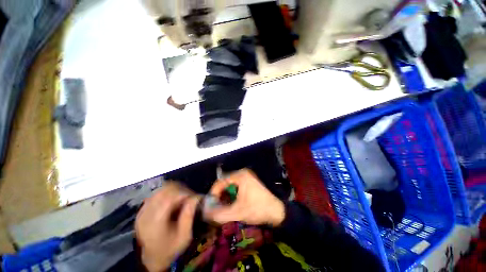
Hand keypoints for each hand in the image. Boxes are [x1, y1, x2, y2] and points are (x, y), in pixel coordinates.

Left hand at [135, 183, 199, 271]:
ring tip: (182, 196)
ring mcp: (142, 211)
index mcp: (155, 223)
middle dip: (180, 190)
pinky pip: (157, 193)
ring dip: (174, 189)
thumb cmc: (171, 248)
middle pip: (164, 191)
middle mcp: (145, 214)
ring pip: (160, 189)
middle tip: (189, 196)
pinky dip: (168, 192)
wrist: (153, 257)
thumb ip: (189, 216)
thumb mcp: (184, 236)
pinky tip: (174, 198)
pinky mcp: (142, 209)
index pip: (168, 199)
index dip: (183, 193)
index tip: (193, 197)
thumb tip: (196, 197)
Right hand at [204, 169, 284, 226]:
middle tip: (216, 207)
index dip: (213, 193)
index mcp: (240, 176)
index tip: (210, 204)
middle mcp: (243, 173)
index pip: (220, 181)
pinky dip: (232, 194)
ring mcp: (247, 176)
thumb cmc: (257, 209)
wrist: (276, 211)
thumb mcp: (237, 212)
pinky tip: (231, 203)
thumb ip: (219, 213)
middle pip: (225, 182)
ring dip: (225, 195)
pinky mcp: (250, 181)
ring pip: (230, 184)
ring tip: (223, 206)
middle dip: (219, 195)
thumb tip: (205, 213)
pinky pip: (236, 186)